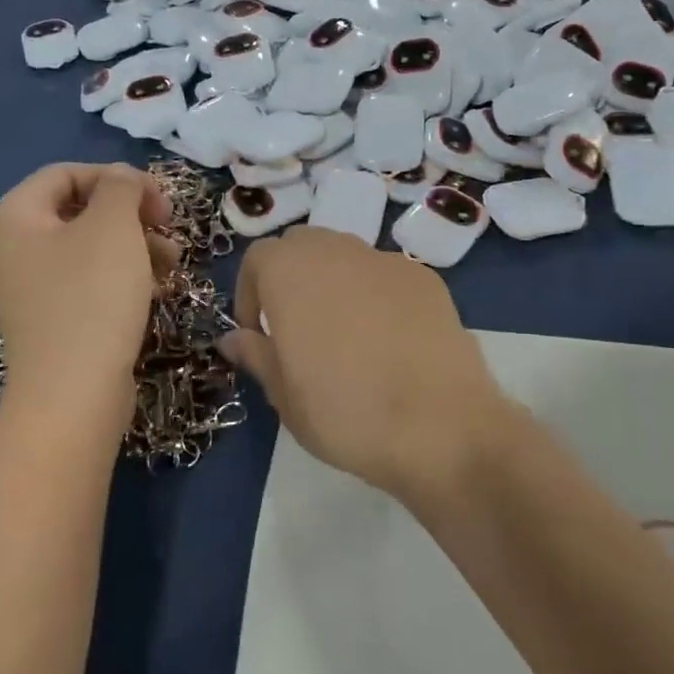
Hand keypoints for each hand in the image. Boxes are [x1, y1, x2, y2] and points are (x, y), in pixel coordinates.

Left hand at [0, 163, 176, 414]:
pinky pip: (86, 283)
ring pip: (88, 249)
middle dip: (130, 214)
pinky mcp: (49, 322)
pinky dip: (122, 278)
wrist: (73, 395)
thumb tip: (123, 179)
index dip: (116, 177)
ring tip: (174, 262)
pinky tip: (157, 290)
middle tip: (168, 226)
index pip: (66, 173)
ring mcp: (28, 290)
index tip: (157, 198)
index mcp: (14, 217)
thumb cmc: (91, 297)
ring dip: (134, 246)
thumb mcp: (113, 226)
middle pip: (78, 211)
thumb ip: (121, 186)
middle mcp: (11, 250)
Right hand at [218, 227, 505, 502]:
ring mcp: (385, 261)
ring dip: (333, 282)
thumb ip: (256, 355)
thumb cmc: (345, 413)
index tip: (259, 334)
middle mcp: (336, 252)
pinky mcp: (426, 279)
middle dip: (290, 278)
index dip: (250, 293)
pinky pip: (385, 275)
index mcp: (290, 273)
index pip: (257, 258)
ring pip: (345, 255)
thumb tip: (232, 338)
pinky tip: (390, 340)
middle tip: (296, 328)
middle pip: (301, 246)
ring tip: (344, 334)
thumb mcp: (285, 396)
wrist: (441, 426)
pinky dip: (375, 294)